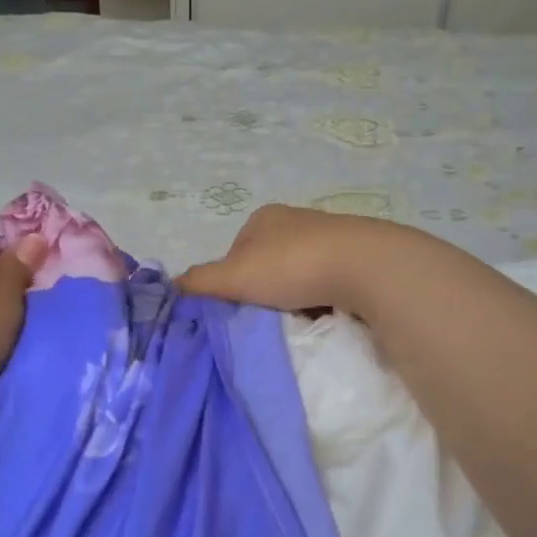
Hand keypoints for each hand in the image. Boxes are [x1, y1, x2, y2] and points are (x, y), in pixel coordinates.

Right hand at [177, 204, 402, 314]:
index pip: (235, 254)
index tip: (242, 307)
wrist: (364, 266)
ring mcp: (329, 234)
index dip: (232, 283)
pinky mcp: (357, 254)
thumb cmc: (291, 266)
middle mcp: (295, 219)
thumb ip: (200, 282)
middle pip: (267, 264)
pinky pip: (328, 280)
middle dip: (266, 290)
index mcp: (263, 218)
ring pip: (299, 274)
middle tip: (268, 316)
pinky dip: (322, 297)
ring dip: (295, 296)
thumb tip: (172, 285)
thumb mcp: (233, 276)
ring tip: (299, 318)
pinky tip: (326, 312)